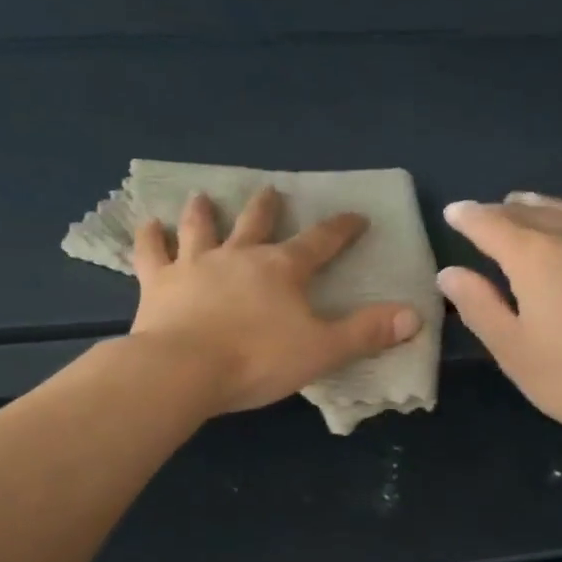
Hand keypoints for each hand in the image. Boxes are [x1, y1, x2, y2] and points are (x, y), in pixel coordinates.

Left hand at [130, 187, 421, 415]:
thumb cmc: (257, 360)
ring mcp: (194, 265)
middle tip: (271, 190)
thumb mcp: (322, 349)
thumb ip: (366, 332)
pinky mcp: (158, 284)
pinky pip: (151, 253)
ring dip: (203, 211)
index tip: (356, 217)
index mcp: (282, 270)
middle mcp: (239, 256)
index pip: (320, 242)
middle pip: (256, 224)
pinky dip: (149, 237)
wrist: (184, 370)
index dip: (341, 229)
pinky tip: (147, 225)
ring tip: (202, 196)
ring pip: (201, 228)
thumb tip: (415, 316)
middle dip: (267, 208)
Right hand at [438, 193, 561, 443]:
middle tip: (482, 214)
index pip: (490, 224)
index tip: (452, 212)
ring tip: (522, 207)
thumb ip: (478, 306)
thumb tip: (450, 274)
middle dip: (500, 211)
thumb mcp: (513, 350)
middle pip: (527, 212)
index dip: (467, 217)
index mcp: (534, 256)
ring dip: (536, 207)